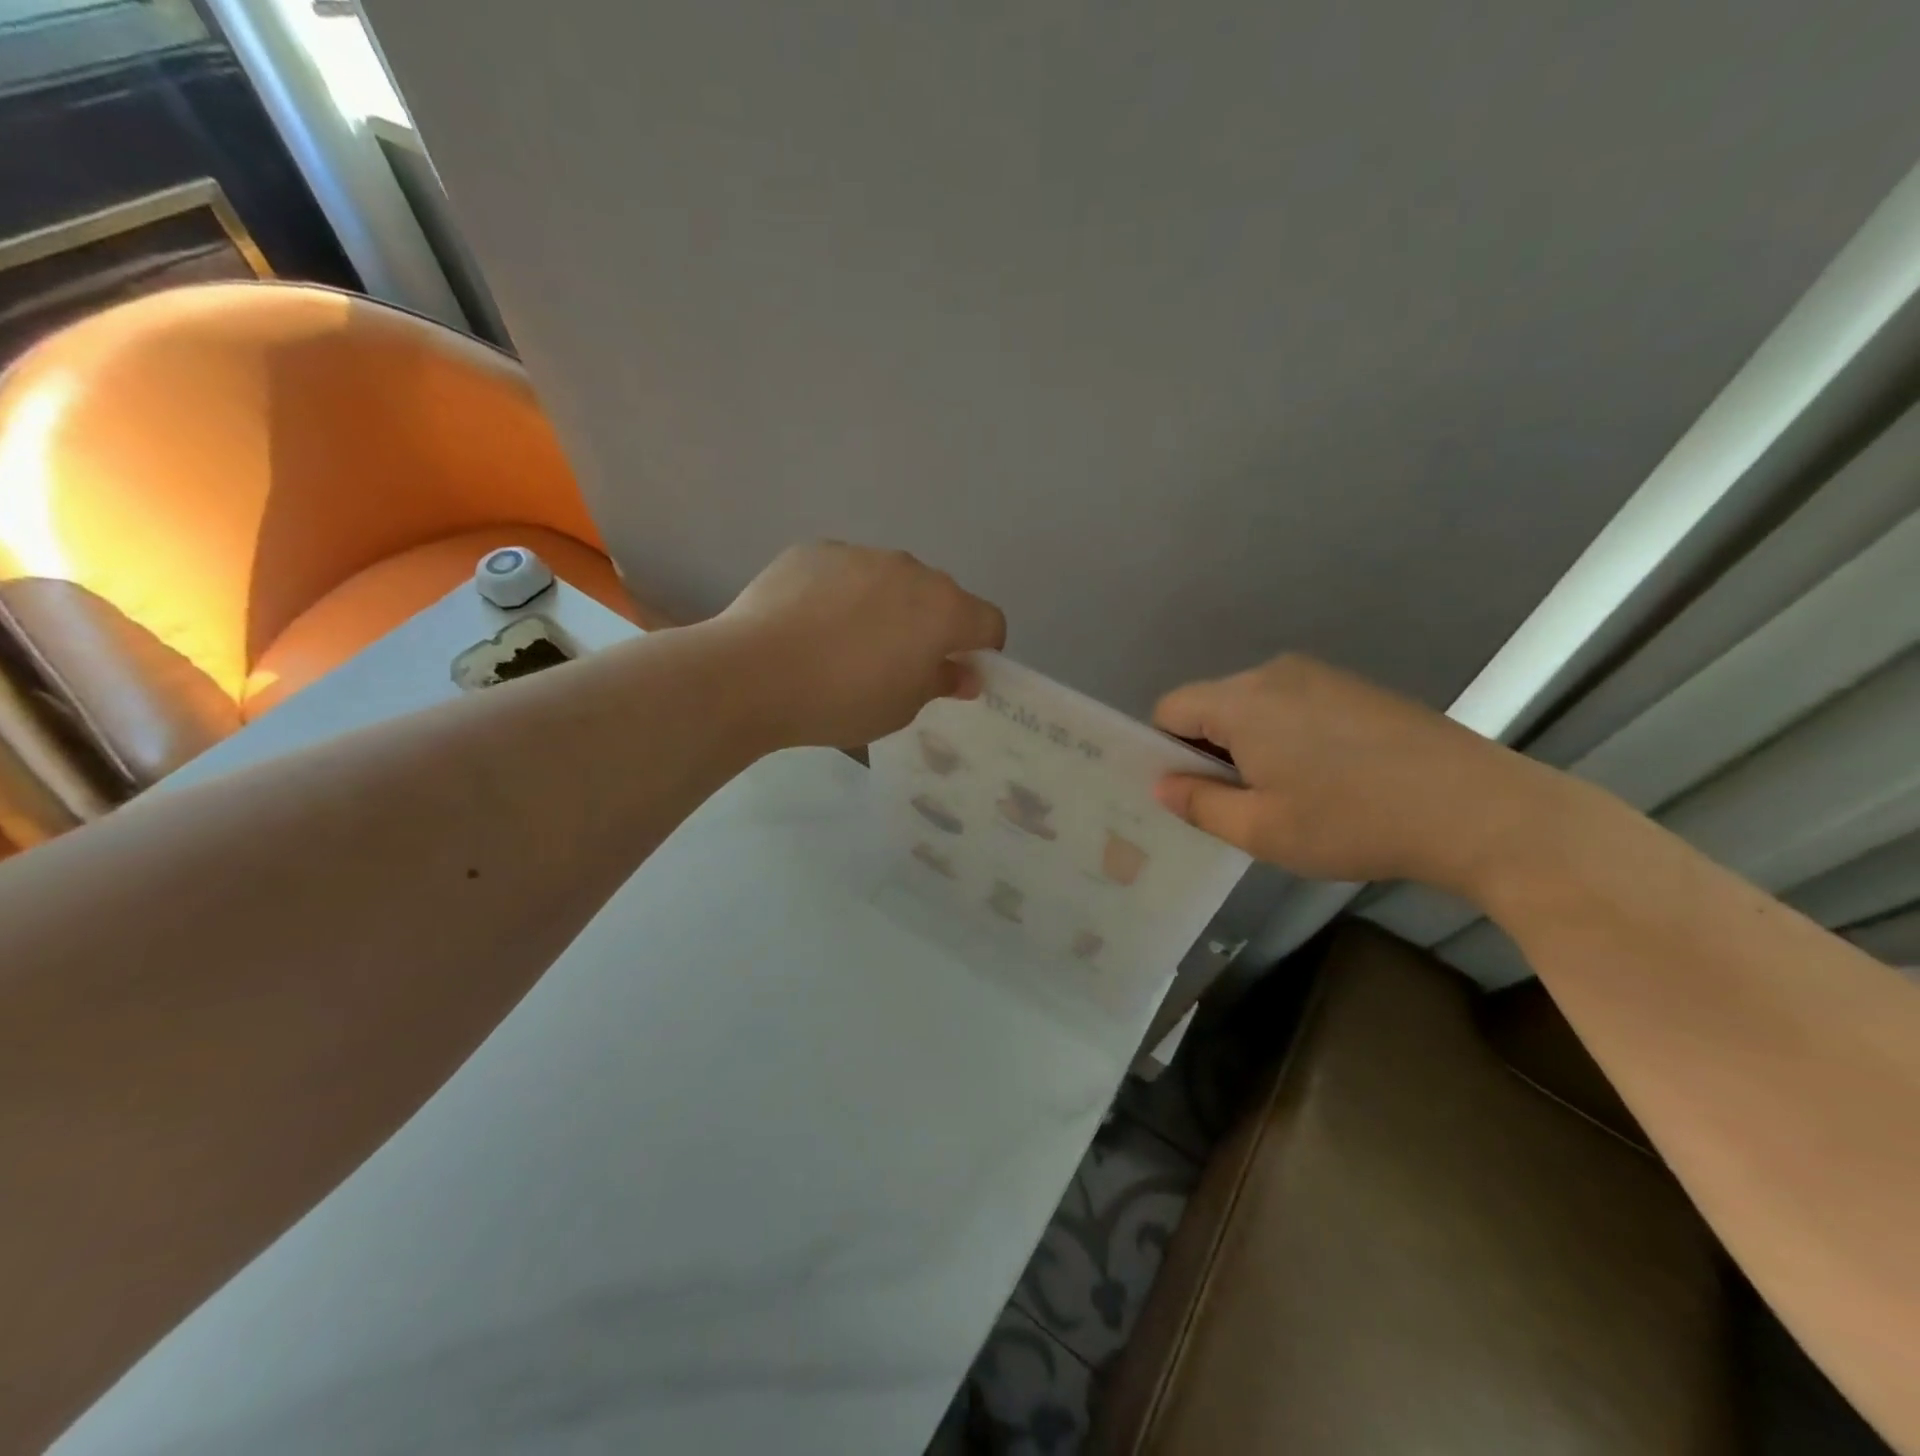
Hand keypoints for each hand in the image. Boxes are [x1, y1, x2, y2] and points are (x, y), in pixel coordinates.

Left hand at [717, 541, 1006, 748]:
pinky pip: (845, 572)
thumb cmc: (841, 700)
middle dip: (930, 626)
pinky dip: (841, 594)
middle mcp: (911, 570)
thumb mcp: (901, 708)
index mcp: (944, 609)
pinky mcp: (815, 550)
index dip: (981, 650)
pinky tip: (809, 625)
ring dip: (885, 606)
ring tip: (844, 644)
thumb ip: (940, 683)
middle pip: (939, 597)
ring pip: (890, 580)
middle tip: (895, 664)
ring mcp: (860, 554)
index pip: (989, 622)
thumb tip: (963, 673)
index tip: (953, 673)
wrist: (753, 673)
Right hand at [1152, 654, 1571, 895]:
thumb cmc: (1352, 822)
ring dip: (1250, 744)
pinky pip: (1293, 704)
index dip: (1165, 750)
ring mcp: (1321, 675)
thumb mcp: (1260, 830)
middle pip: (1212, 704)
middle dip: (1209, 749)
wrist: (1478, 810)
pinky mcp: (1356, 687)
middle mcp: (1274, 673)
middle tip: (1239, 802)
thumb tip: (1162, 784)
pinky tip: (1328, 777)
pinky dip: (1287, 735)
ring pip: (1254, 705)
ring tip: (1288, 794)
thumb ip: (1198, 804)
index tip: (1191, 792)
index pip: (1170, 709)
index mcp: (1241, 701)